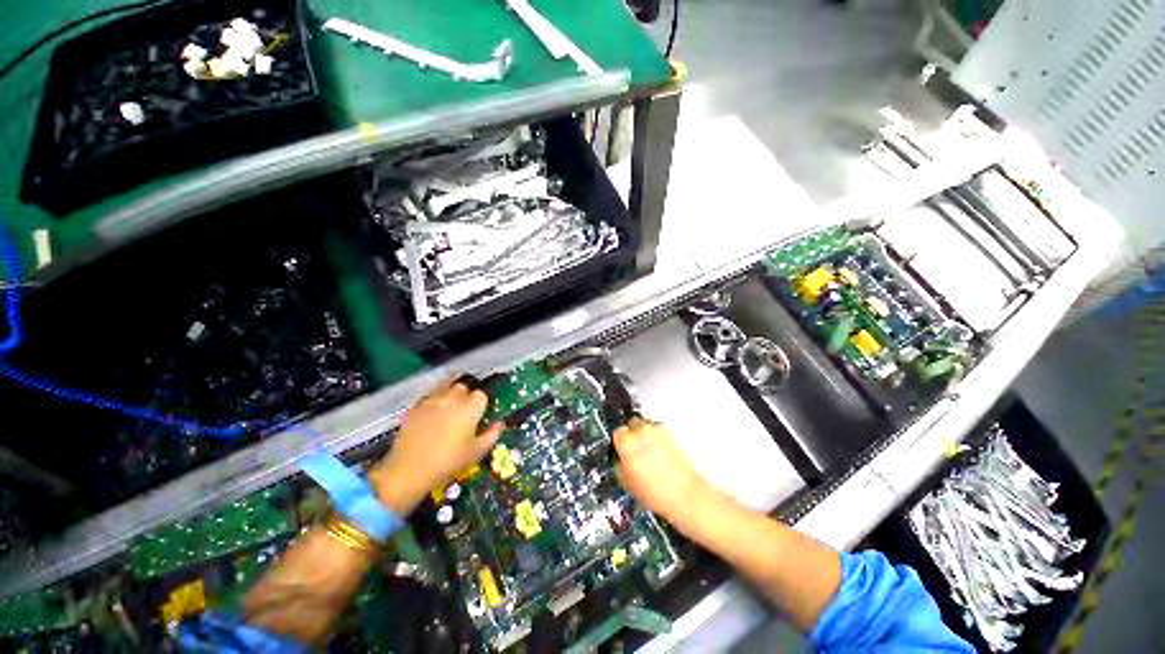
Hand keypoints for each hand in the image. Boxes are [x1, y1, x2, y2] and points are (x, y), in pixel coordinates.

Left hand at [369, 379, 502, 514]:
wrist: (409, 470)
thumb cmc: (449, 462)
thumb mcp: (477, 452)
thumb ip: (492, 435)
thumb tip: (500, 423)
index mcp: (471, 407)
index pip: (482, 394)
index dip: (482, 402)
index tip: (481, 412)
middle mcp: (453, 398)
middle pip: (463, 386)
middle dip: (466, 393)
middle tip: (465, 408)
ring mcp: (432, 400)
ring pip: (444, 386)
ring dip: (449, 392)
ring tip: (449, 404)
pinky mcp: (415, 407)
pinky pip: (428, 396)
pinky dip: (433, 400)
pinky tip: (432, 412)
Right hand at [614, 417, 710, 526]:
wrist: (685, 494)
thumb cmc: (656, 492)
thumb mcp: (627, 482)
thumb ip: (620, 463)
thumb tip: (620, 458)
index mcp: (627, 442)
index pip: (618, 433)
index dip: (619, 442)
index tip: (621, 450)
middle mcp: (642, 431)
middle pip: (632, 424)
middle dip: (632, 435)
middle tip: (634, 451)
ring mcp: (658, 430)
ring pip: (646, 426)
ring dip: (645, 435)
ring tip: (649, 453)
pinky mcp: (672, 434)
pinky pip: (659, 431)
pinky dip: (657, 438)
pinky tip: (659, 454)